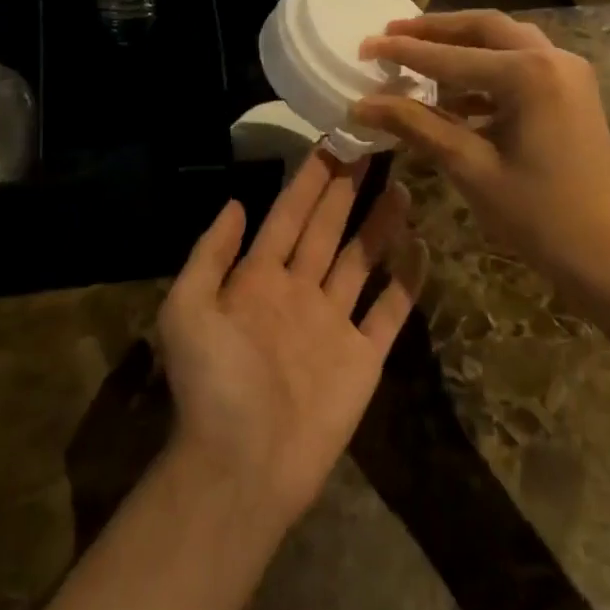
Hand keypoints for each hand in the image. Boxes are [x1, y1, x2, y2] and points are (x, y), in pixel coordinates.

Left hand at [156, 152, 419, 523]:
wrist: (243, 467)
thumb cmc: (213, 385)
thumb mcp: (187, 310)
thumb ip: (210, 253)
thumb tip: (236, 202)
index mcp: (257, 279)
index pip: (288, 215)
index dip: (309, 179)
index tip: (332, 142)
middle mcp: (298, 292)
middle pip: (328, 229)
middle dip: (347, 189)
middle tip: (373, 148)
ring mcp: (333, 323)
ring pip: (361, 261)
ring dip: (380, 225)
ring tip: (402, 186)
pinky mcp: (363, 357)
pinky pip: (389, 311)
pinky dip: (406, 281)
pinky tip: (421, 246)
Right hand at [352, 10, 609, 309]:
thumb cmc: (540, 216)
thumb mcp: (471, 168)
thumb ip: (416, 126)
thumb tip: (362, 104)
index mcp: (528, 74)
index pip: (450, 56)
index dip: (403, 51)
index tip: (364, 45)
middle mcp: (553, 59)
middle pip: (484, 28)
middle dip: (436, 29)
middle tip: (392, 33)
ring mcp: (568, 74)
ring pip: (505, 43)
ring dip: (461, 47)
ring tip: (416, 57)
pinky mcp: (572, 94)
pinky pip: (521, 67)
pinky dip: (484, 74)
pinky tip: (453, 97)